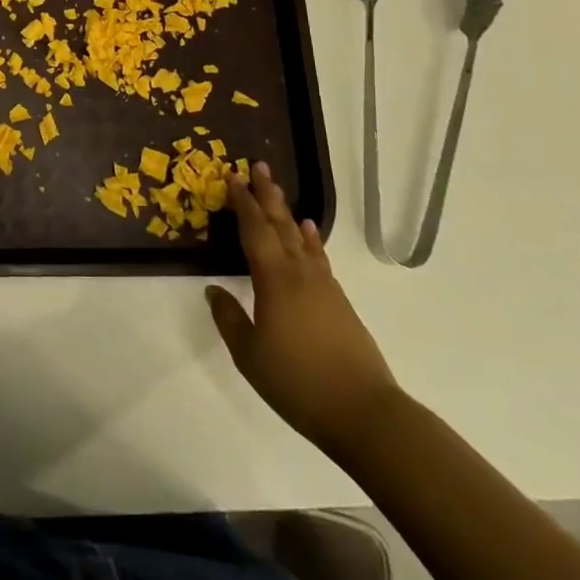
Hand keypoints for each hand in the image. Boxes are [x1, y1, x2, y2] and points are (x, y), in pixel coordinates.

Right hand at [205, 163, 402, 456]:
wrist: (365, 412)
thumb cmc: (298, 382)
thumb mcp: (250, 355)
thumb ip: (229, 320)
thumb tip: (213, 290)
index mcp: (274, 280)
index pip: (254, 230)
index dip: (243, 203)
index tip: (233, 176)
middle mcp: (299, 273)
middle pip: (280, 225)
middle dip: (267, 195)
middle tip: (259, 166)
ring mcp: (324, 286)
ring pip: (300, 239)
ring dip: (287, 212)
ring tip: (279, 192)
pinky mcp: (340, 303)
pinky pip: (318, 257)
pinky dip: (310, 240)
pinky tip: (308, 234)